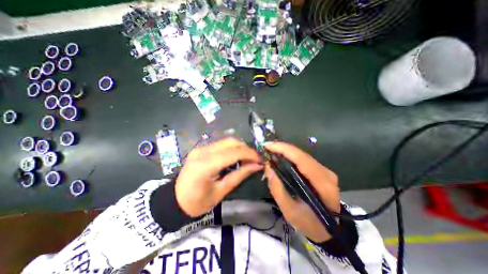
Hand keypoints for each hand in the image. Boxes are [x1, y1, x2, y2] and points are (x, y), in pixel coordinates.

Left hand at [175, 138, 262, 216]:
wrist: (175, 200)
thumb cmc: (198, 202)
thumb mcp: (221, 191)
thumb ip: (240, 175)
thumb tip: (257, 165)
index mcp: (205, 165)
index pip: (233, 153)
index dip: (249, 154)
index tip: (260, 160)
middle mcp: (202, 151)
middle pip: (230, 142)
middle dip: (246, 149)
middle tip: (254, 159)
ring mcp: (200, 148)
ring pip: (226, 141)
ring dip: (239, 147)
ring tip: (247, 158)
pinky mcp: (201, 148)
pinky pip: (221, 144)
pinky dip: (232, 148)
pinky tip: (236, 157)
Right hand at [263, 142, 339, 240]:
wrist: (329, 230)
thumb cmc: (309, 223)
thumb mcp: (289, 211)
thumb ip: (277, 189)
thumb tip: (268, 167)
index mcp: (322, 184)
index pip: (302, 159)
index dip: (283, 149)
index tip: (267, 146)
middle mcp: (326, 173)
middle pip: (301, 154)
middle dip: (282, 148)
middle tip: (266, 148)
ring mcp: (326, 171)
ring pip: (302, 155)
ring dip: (285, 151)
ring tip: (271, 151)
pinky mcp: (322, 170)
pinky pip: (303, 159)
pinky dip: (290, 156)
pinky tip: (281, 157)